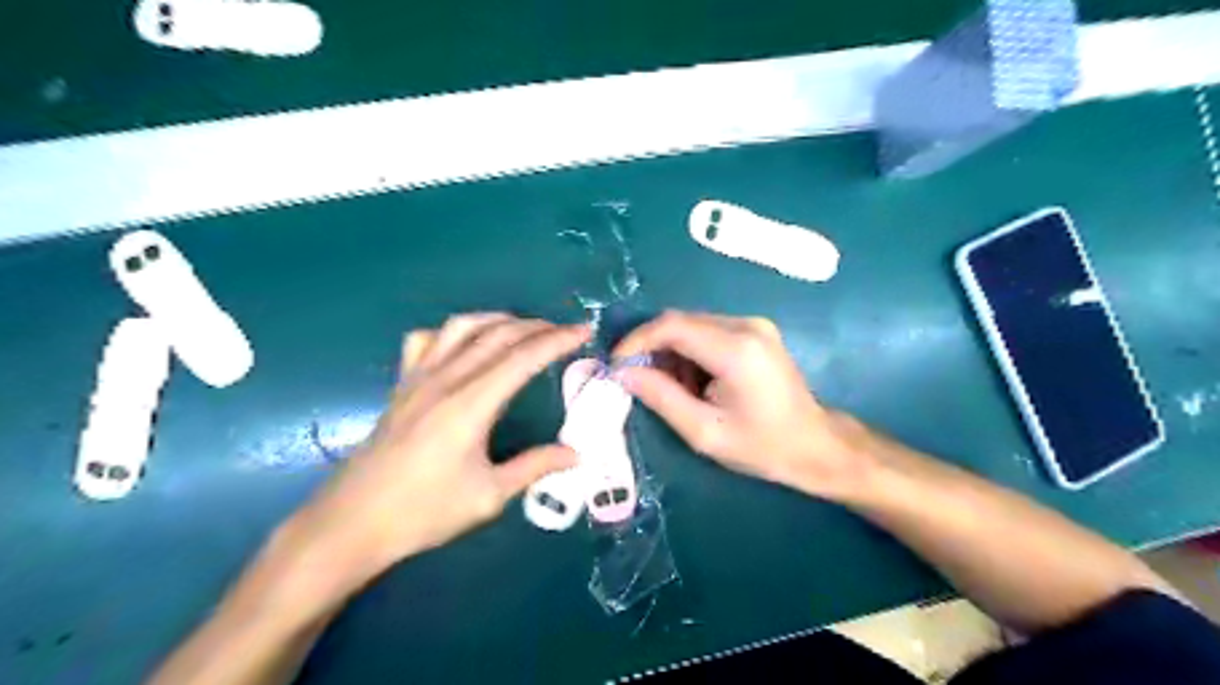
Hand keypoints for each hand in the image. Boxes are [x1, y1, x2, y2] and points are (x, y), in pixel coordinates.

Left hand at [302, 313, 593, 579]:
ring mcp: (418, 378)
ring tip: (522, 328)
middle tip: (564, 330)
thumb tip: (575, 454)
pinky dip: (451, 331)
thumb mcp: (488, 496)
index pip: (522, 359)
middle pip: (496, 335)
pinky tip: (463, 344)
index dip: (557, 341)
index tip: (583, 331)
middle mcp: (445, 380)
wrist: (352, 523)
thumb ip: (534, 467)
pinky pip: (425, 340)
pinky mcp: (401, 386)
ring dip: (497, 319)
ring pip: (461, 327)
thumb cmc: (424, 512)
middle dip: (536, 327)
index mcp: (470, 405)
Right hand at [616, 313, 872, 500]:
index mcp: (736, 349)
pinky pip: (709, 331)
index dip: (637, 340)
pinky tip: (693, 381)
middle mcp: (746, 325)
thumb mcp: (705, 432)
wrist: (817, 445)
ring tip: (669, 387)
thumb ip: (661, 397)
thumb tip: (622, 372)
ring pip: (693, 325)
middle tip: (637, 379)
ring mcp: (754, 325)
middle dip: (652, 347)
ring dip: (671, 351)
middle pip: (681, 321)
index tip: (616, 364)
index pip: (672, 326)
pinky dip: (690, 351)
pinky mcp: (756, 331)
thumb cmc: (763, 446)